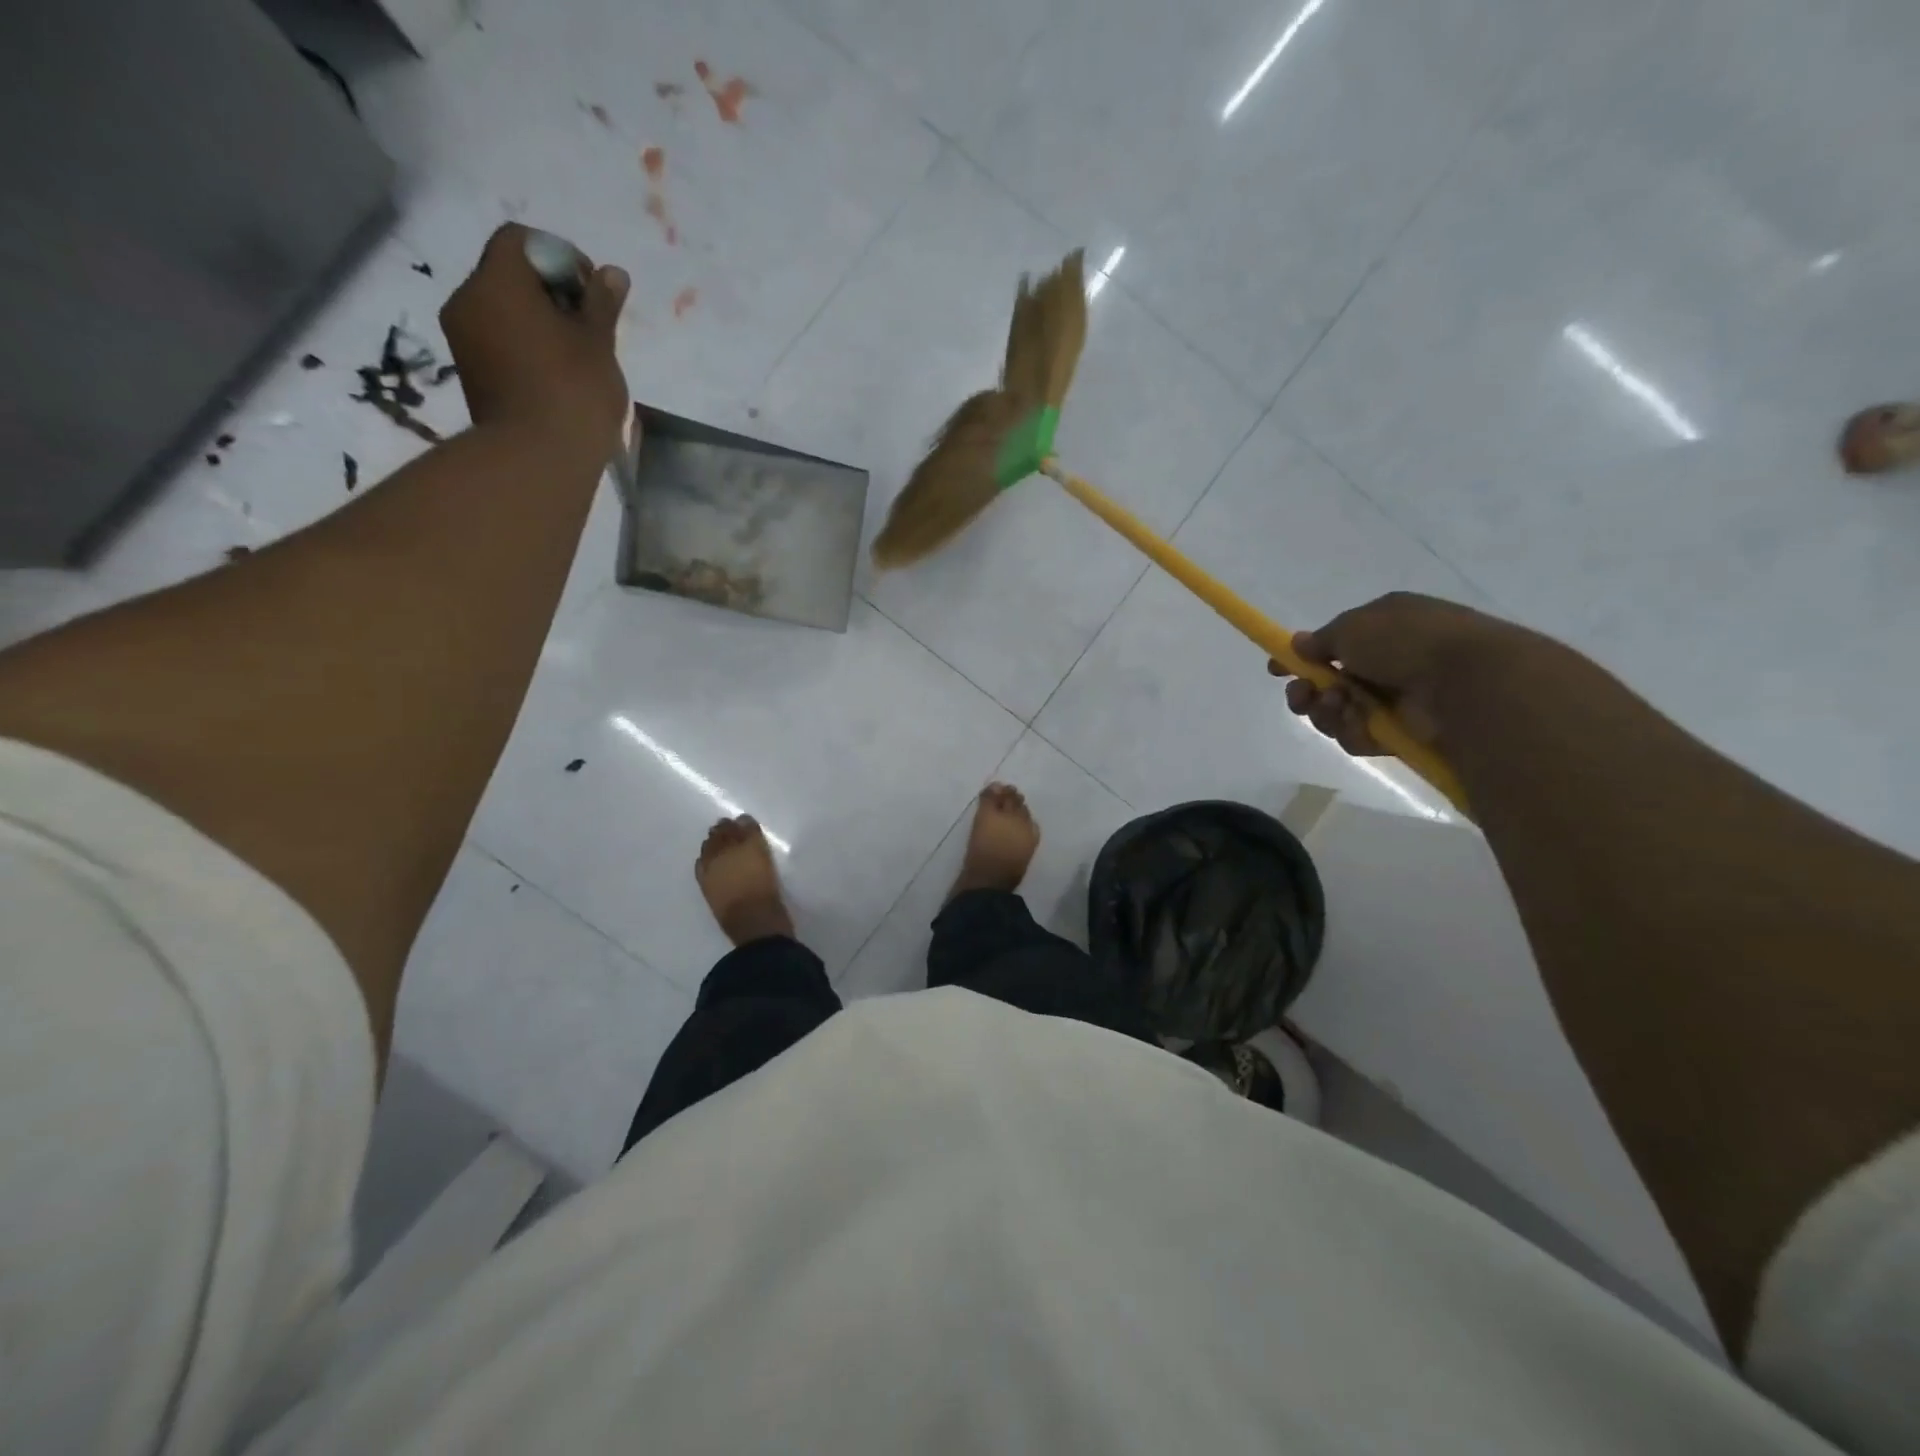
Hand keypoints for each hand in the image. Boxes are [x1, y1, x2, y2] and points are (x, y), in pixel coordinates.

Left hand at [440, 224, 630, 453]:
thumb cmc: (574, 392)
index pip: (521, 240)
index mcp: (497, 282)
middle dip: (550, 292)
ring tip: (576, 356)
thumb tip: (612, 273)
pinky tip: (556, 376)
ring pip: (503, 310)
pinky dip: (526, 346)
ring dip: (539, 322)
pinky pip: (499, 341)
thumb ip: (602, 303)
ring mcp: (464, 339)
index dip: (561, 256)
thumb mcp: (599, 343)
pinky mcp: (471, 373)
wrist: (538, 459)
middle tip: (589, 327)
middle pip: (508, 275)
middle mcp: (468, 300)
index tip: (592, 293)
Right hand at [1267, 593, 1536, 755]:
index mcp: (1385, 626)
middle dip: (1307, 691)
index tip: (1277, 669)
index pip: (1335, 643)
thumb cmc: (1408, 641)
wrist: (1466, 682)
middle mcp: (1389, 662)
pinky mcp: (1402, 734)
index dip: (1302, 657)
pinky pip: (1359, 736)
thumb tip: (1299, 645)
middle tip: (1302, 695)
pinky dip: (1353, 731)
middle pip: (1329, 683)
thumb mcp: (1354, 626)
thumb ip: (1321, 639)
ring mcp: (1397, 700)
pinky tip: (1361, 723)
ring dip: (1327, 711)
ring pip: (1339, 712)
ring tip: (1337, 705)